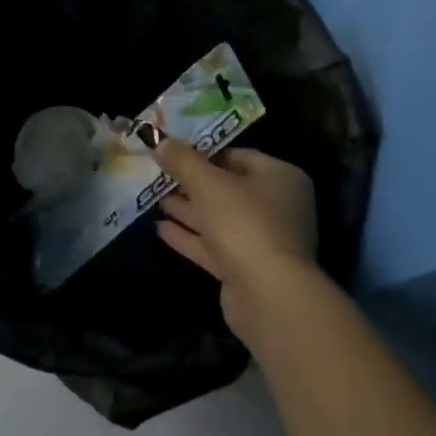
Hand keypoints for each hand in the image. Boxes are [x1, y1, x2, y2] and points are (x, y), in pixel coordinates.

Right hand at [153, 142, 319, 348]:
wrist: (268, 295)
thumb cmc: (244, 223)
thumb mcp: (207, 183)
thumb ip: (183, 160)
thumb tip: (160, 141)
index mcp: (280, 178)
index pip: (239, 156)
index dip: (205, 152)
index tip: (174, 152)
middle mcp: (277, 207)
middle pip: (228, 188)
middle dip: (192, 183)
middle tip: (159, 175)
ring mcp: (263, 241)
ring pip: (219, 219)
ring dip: (188, 210)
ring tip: (155, 198)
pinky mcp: (246, 269)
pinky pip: (214, 246)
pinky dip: (190, 236)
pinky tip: (160, 228)